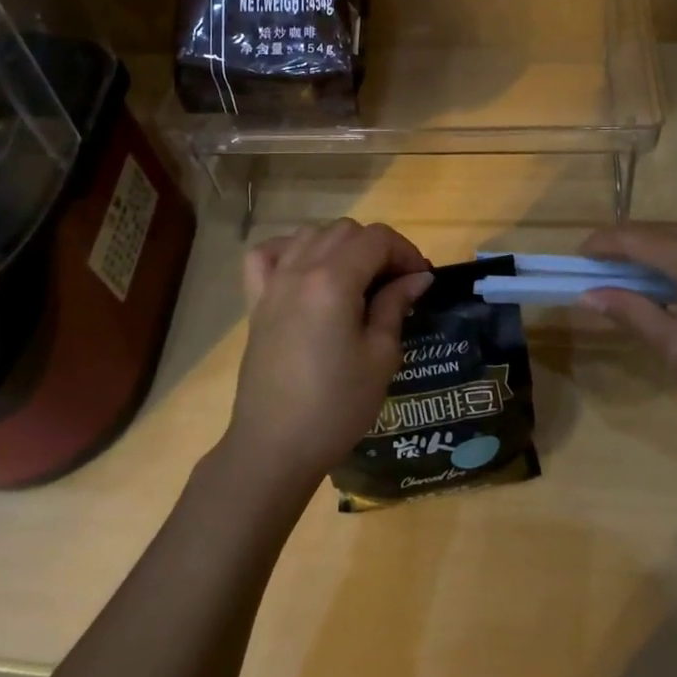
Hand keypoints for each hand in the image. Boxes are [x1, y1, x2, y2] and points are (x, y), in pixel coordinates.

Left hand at [222, 220, 432, 494]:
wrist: (274, 446)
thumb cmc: (336, 406)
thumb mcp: (380, 356)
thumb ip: (395, 304)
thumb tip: (417, 277)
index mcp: (333, 280)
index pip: (377, 238)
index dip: (405, 252)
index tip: (420, 280)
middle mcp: (300, 269)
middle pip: (345, 230)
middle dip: (377, 247)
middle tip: (395, 284)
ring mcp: (273, 282)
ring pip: (310, 234)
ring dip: (340, 246)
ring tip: (357, 279)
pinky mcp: (256, 300)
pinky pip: (269, 254)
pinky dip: (291, 250)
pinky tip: (306, 272)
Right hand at [580, 223, 676, 419]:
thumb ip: (632, 314)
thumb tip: (587, 295)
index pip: (636, 238)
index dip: (602, 244)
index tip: (576, 258)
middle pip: (656, 229)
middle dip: (622, 244)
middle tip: (596, 269)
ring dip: (649, 246)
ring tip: (627, 274)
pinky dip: (676, 250)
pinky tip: (668, 275)